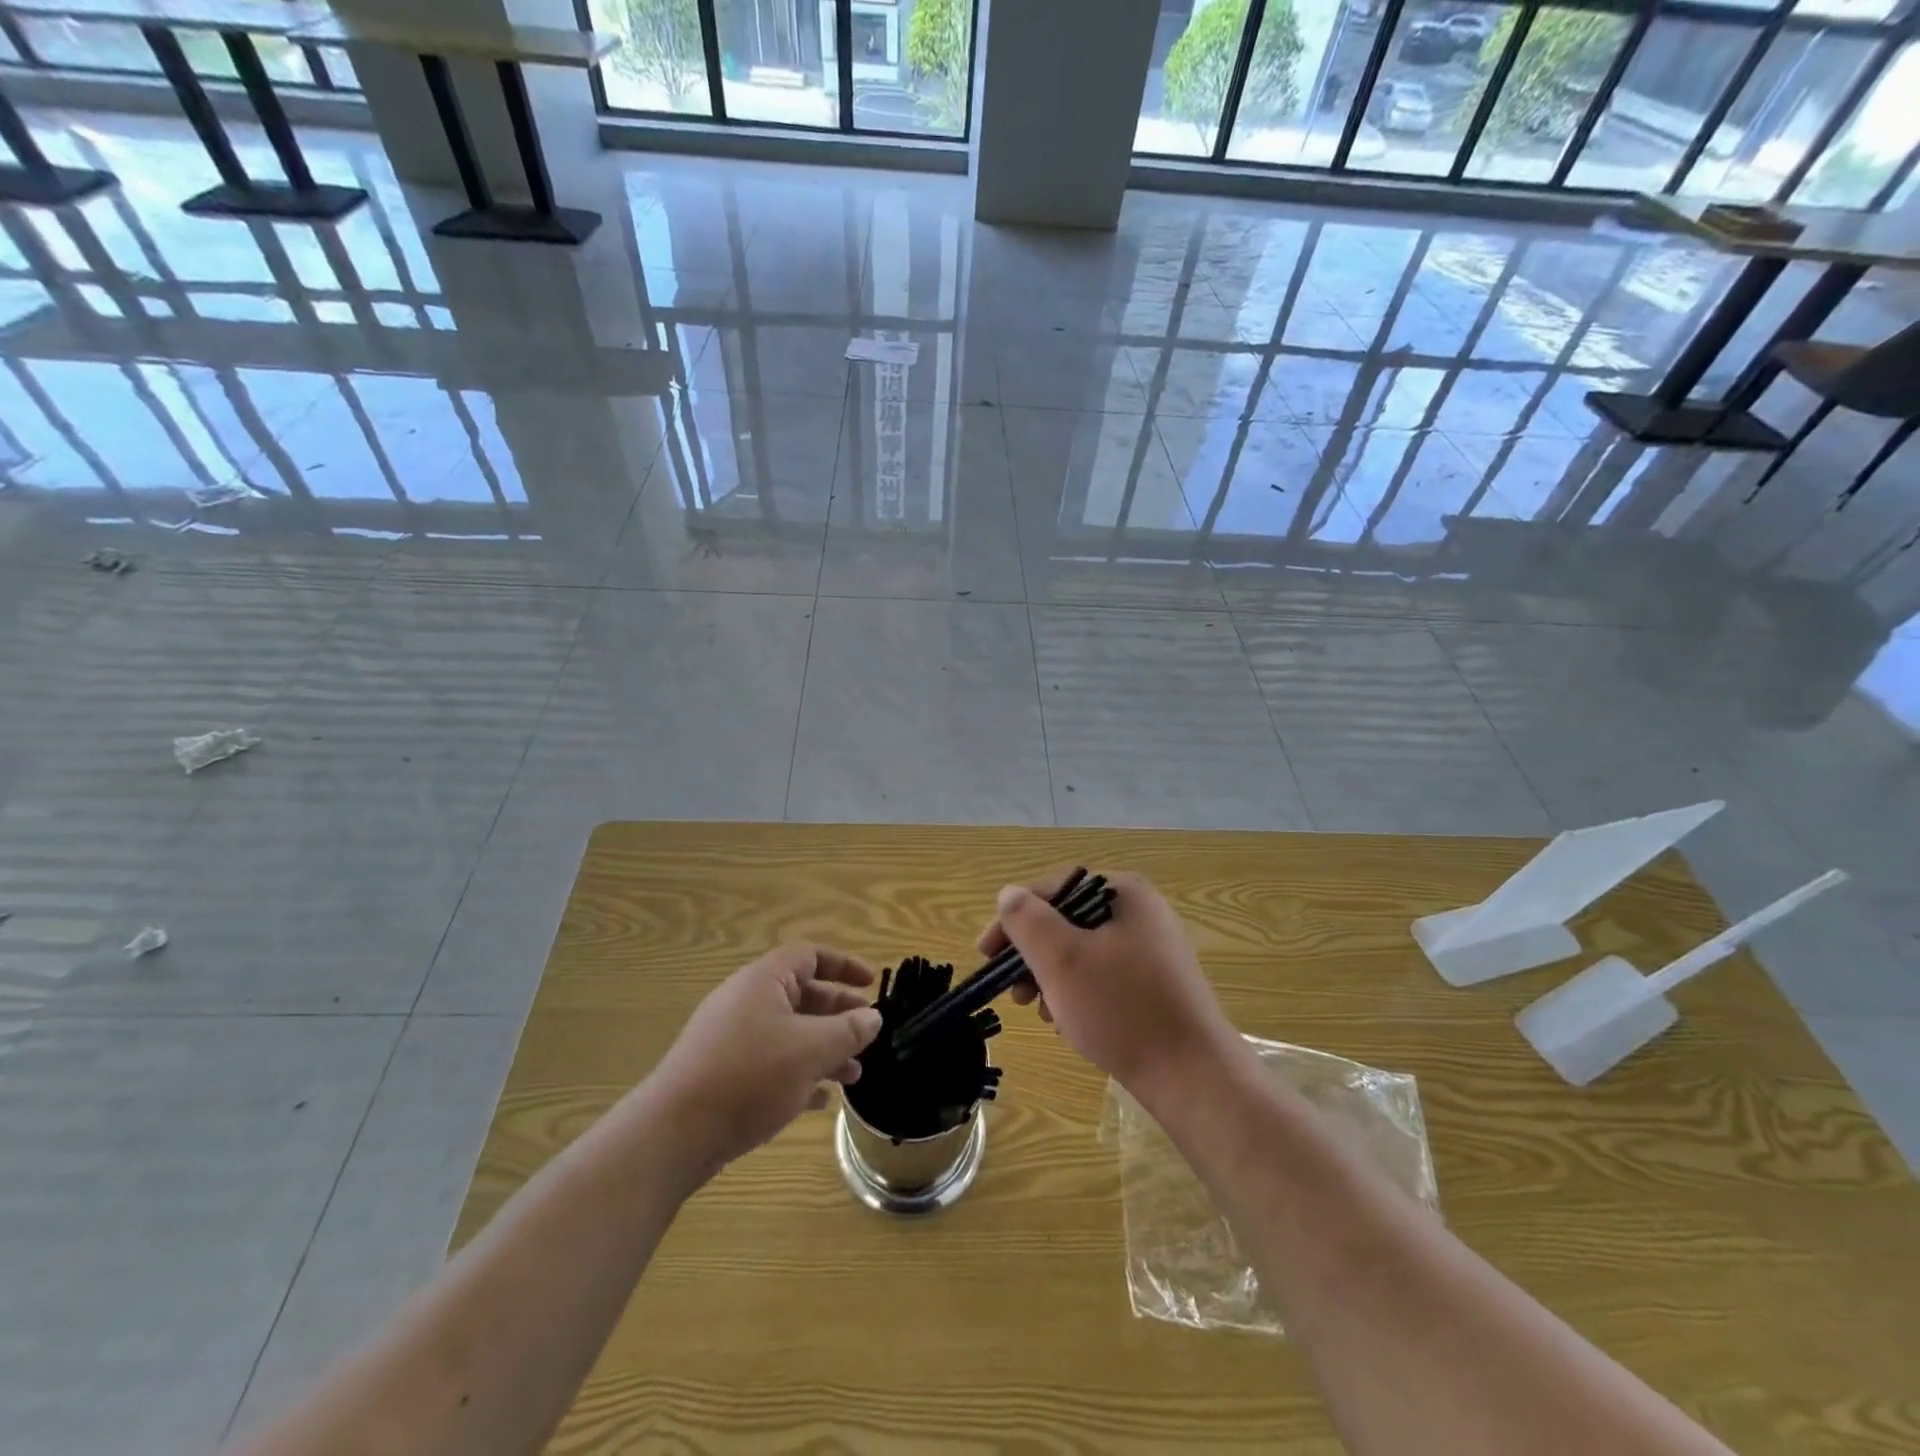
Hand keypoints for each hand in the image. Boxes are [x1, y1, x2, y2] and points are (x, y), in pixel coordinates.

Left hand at [648, 945, 882, 1177]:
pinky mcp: (723, 1074)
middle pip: (802, 995)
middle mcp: (746, 1002)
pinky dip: (799, 1074)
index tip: (871, 984)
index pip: (810, 956)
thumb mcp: (811, 1050)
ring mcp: (731, 1039)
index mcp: (764, 981)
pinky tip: (820, 1101)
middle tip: (868, 1032)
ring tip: (854, 1074)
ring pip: (789, 1033)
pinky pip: (771, 1063)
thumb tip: (873, 1017)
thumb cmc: (750, 1076)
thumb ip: (848, 1031)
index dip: (844, 966)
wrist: (674, 1134)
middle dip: (838, 1014)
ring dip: (824, 1049)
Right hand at [977, 871, 1243, 1100]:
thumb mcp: (1062, 959)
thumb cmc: (1122, 1009)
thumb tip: (1009, 894)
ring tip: (1042, 1012)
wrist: (1195, 1077)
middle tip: (1013, 992)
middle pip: (1068, 921)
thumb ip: (1027, 920)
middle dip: (1034, 955)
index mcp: (1123, 892)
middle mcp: (1142, 912)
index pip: (1054, 889)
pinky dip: (1079, 994)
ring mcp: (1153, 949)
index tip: (985, 954)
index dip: (1013, 918)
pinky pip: (1104, 976)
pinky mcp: (1158, 984)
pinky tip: (1071, 1023)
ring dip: (1053, 978)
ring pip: (1083, 952)